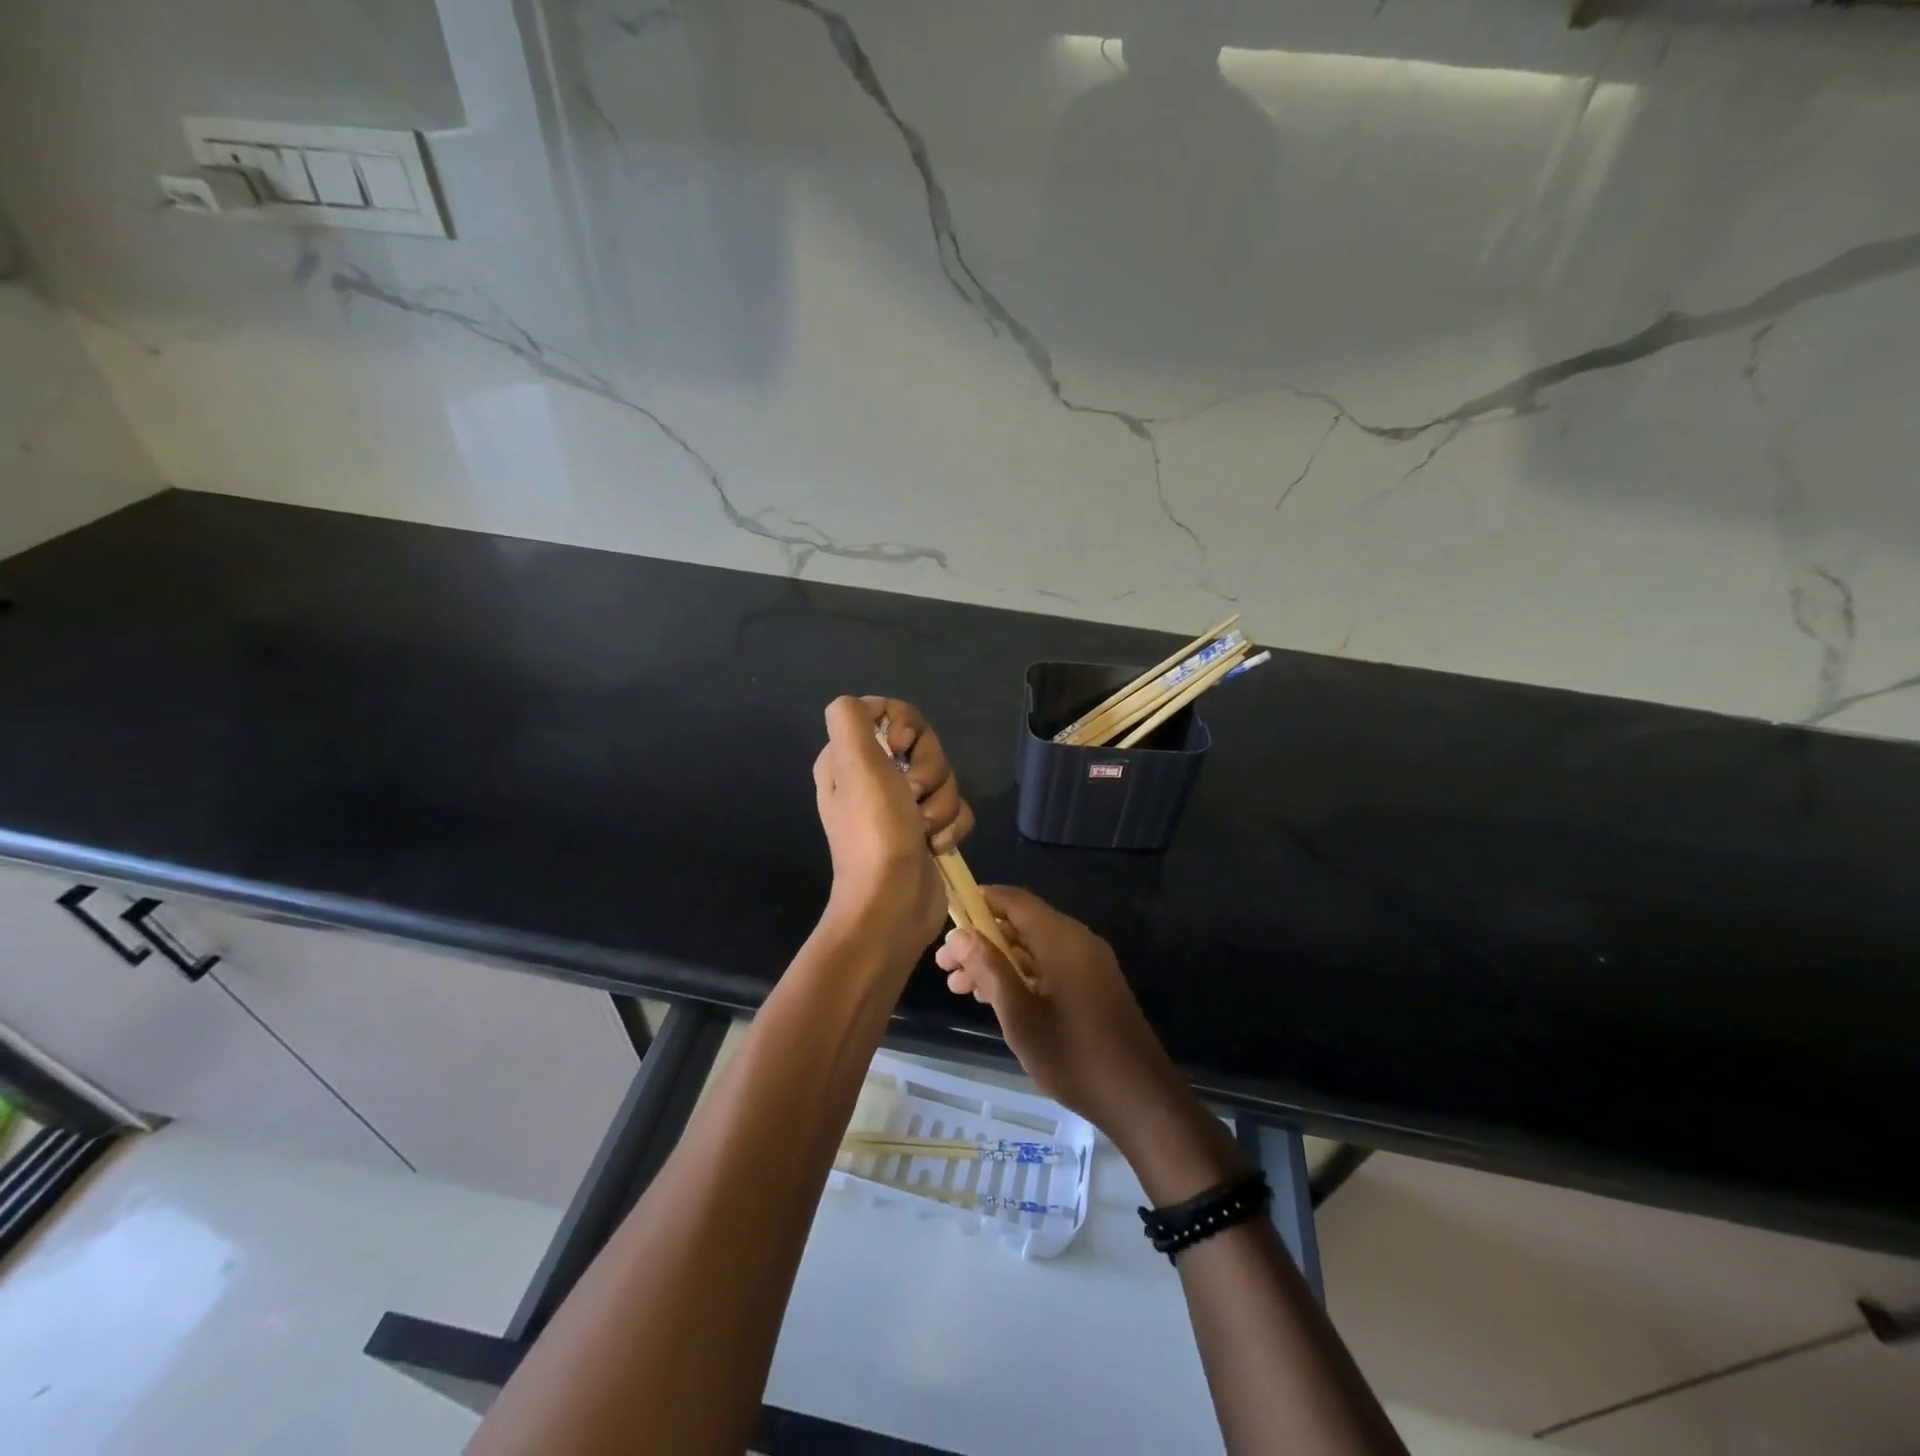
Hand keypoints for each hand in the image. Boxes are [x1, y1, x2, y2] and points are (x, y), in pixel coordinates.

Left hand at [863, 697, 973, 853]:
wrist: (893, 902)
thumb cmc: (874, 831)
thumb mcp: (854, 764)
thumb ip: (850, 718)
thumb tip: (868, 706)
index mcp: (849, 759)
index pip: (888, 714)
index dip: (905, 726)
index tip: (901, 748)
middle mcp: (874, 778)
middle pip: (923, 746)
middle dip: (929, 771)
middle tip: (912, 795)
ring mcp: (903, 807)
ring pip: (944, 779)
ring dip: (941, 804)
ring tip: (923, 829)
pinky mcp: (927, 831)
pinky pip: (956, 810)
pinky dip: (951, 827)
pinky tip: (935, 846)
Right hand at [934, 886, 1185, 1139]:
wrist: (1140, 1099)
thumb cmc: (1074, 1057)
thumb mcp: (1021, 1017)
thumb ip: (990, 970)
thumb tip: (959, 934)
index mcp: (1062, 940)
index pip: (1014, 900)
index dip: (979, 901)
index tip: (947, 916)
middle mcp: (1077, 941)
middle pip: (1021, 924)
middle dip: (981, 939)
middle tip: (944, 966)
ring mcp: (1087, 964)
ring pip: (1033, 948)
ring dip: (996, 961)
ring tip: (959, 987)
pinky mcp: (1092, 985)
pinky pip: (1049, 965)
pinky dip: (1020, 974)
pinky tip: (993, 998)